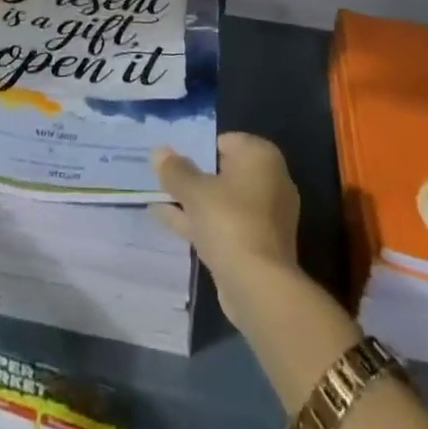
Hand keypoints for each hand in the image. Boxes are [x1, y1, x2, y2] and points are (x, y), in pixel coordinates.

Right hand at [151, 132, 301, 324]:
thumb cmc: (229, 221)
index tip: (174, 159)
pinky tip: (168, 220)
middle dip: (194, 177)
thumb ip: (175, 170)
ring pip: (222, 201)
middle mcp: (270, 181)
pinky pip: (225, 224)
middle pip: (224, 172)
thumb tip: (158, 152)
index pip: (226, 141)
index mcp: (261, 157)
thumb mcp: (194, 190)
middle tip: (164, 178)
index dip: (198, 148)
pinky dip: (201, 222)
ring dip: (193, 201)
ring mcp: (266, 216)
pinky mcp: (258, 245)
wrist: (259, 287)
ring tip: (157, 197)